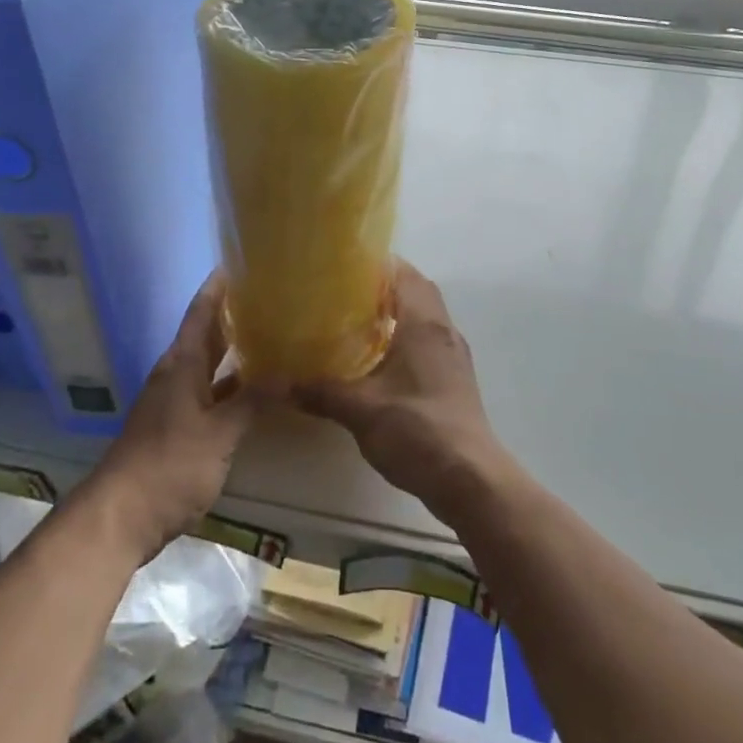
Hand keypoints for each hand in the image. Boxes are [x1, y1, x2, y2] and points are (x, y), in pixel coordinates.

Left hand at [87, 274, 253, 560]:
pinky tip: (257, 389)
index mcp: (182, 364)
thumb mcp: (218, 434)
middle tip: (271, 297)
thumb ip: (252, 401)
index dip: (218, 286)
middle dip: (234, 315)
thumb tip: (288, 372)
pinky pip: (211, 394)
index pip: (202, 312)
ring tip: (273, 335)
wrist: (122, 516)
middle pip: (207, 335)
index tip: (241, 262)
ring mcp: (177, 402)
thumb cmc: (169, 465)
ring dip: (236, 352)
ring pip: (210, 366)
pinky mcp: (180, 428)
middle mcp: (177, 375)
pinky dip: (233, 387)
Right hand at [293, 261, 512, 521]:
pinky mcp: (454, 379)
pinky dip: (404, 338)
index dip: (375, 263)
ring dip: (395, 313)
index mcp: (423, 323)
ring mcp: (453, 356)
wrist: (470, 479)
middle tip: (342, 291)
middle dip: (382, 285)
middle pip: (415, 290)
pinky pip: (427, 341)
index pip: (403, 273)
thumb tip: (272, 383)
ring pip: (423, 317)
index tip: (342, 264)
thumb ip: (318, 391)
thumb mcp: (360, 409)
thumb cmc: (417, 429)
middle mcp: (443, 330)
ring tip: (354, 321)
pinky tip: (377, 360)